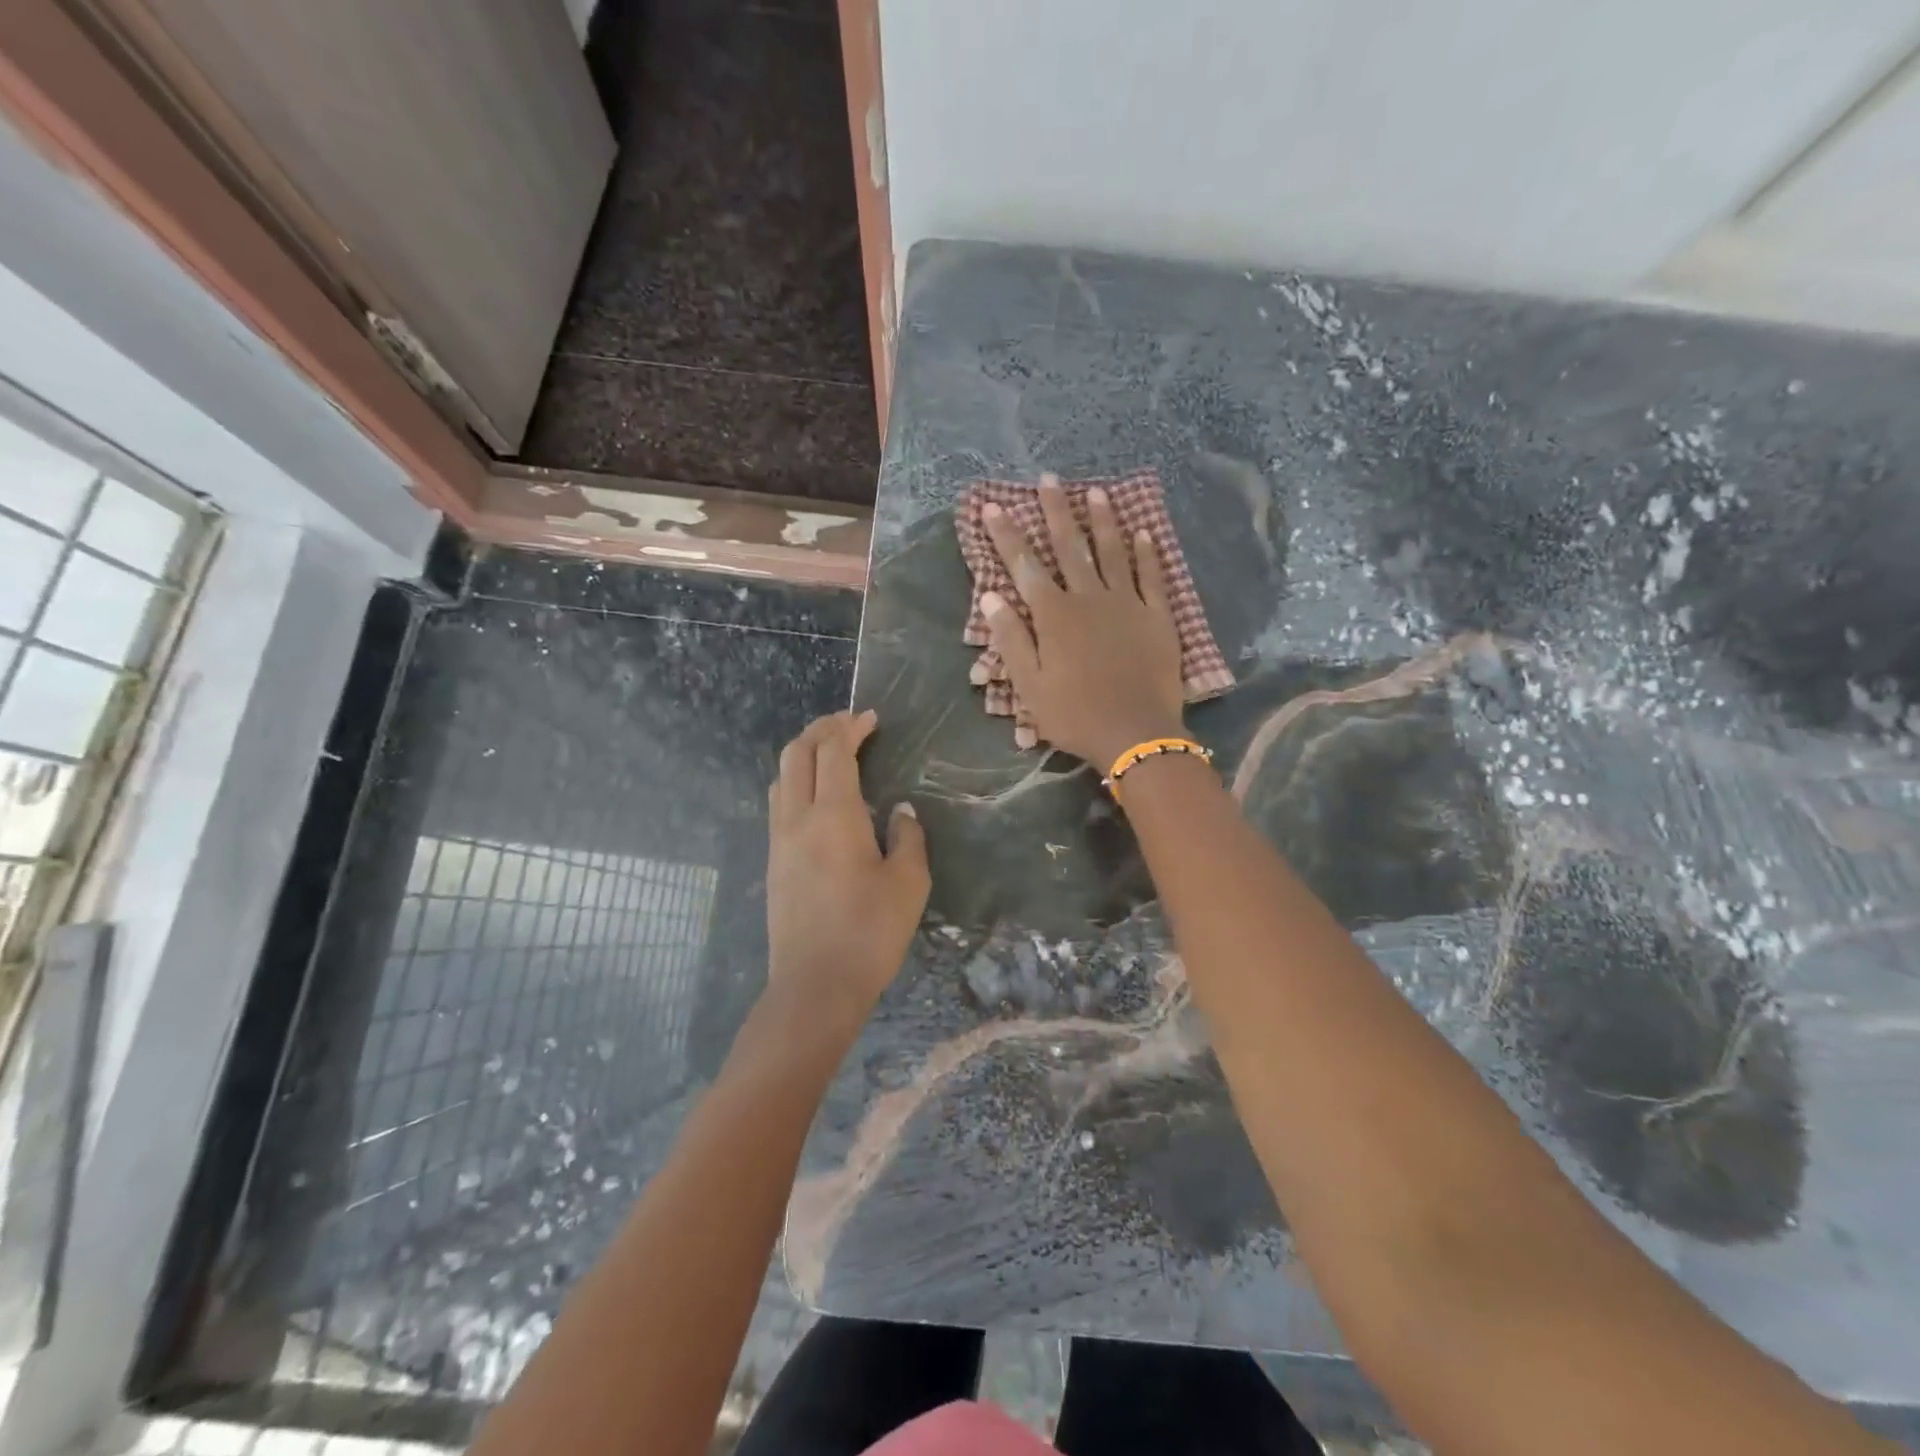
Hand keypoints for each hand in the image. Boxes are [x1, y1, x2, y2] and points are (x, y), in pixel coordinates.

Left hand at [765, 710, 928, 1038]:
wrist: (815, 986)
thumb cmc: (869, 932)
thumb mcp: (909, 883)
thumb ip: (908, 838)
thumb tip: (900, 812)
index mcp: (833, 815)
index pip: (833, 752)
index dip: (850, 728)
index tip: (871, 719)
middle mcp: (797, 818)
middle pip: (796, 754)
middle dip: (820, 730)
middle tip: (848, 724)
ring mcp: (779, 841)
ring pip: (781, 777)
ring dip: (803, 754)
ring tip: (830, 754)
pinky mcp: (773, 862)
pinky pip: (778, 803)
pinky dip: (795, 782)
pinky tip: (816, 797)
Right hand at [981, 476, 1186, 767]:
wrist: (1136, 734)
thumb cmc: (1075, 715)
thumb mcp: (1030, 686)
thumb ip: (1012, 639)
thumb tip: (991, 596)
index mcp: (1055, 616)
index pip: (1025, 566)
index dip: (1007, 535)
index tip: (992, 506)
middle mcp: (1089, 598)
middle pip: (1069, 547)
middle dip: (1055, 511)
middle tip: (1048, 479)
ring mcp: (1127, 603)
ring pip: (1112, 552)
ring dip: (1102, 520)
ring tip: (1095, 492)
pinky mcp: (1157, 616)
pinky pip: (1152, 576)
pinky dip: (1147, 553)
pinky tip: (1144, 532)